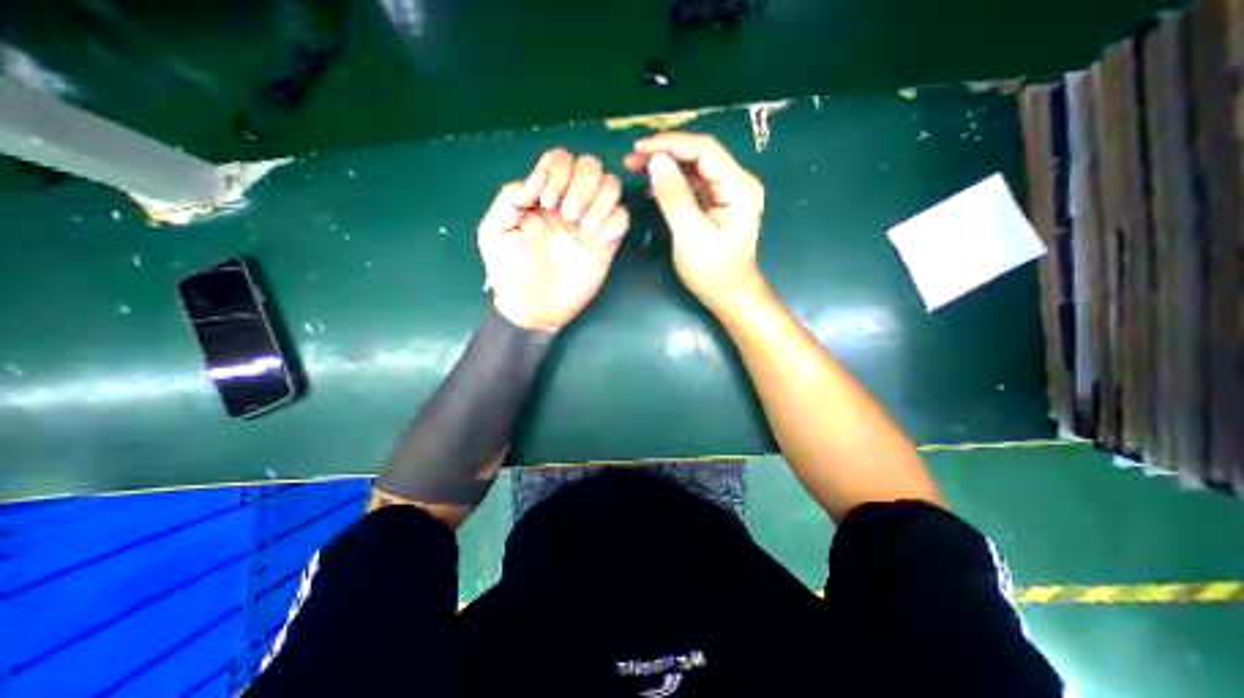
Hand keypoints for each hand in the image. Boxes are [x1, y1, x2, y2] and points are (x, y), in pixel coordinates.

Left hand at [477, 148, 626, 331]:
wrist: (533, 308)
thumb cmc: (511, 272)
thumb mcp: (494, 231)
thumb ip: (509, 198)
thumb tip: (538, 179)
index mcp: (542, 197)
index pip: (560, 159)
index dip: (558, 170)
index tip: (548, 202)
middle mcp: (569, 204)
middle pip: (591, 165)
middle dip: (582, 183)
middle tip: (567, 215)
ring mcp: (591, 223)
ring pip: (612, 186)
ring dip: (600, 200)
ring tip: (583, 227)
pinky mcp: (607, 244)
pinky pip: (622, 218)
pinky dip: (613, 221)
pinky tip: (598, 239)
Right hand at [628, 135, 762, 306]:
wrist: (729, 295)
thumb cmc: (712, 270)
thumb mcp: (690, 234)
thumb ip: (673, 196)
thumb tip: (656, 161)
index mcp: (738, 187)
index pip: (704, 150)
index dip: (670, 144)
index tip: (639, 148)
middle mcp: (737, 183)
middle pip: (699, 155)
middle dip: (666, 153)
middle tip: (633, 157)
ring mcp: (728, 194)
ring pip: (694, 168)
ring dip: (667, 166)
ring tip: (637, 167)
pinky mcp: (718, 204)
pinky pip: (694, 185)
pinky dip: (673, 182)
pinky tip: (654, 185)